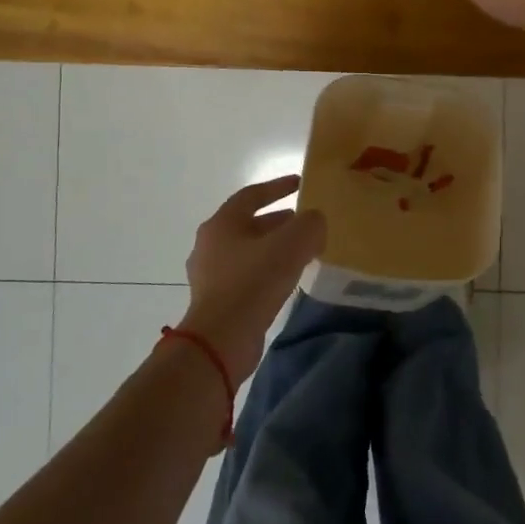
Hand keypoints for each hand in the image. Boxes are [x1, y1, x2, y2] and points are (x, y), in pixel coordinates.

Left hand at [181, 177, 326, 383]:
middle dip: (278, 221)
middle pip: (249, 224)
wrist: (221, 340)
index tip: (300, 183)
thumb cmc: (253, 282)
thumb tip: (315, 222)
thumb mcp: (292, 244)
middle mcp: (210, 244)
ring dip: (274, 248)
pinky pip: (246, 276)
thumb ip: (310, 224)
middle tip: (305, 223)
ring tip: (302, 252)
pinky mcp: (216, 301)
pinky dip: (267, 271)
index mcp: (222, 223)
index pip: (252, 195)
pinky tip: (287, 281)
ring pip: (248, 251)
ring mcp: (210, 275)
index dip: (278, 186)